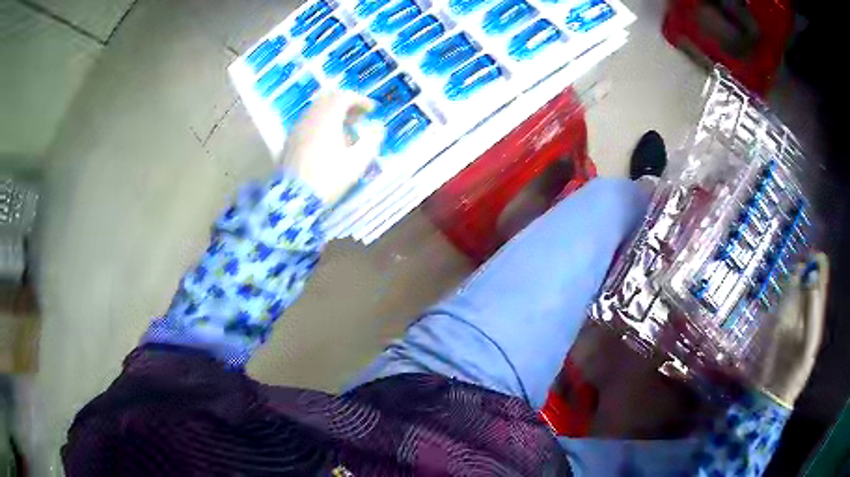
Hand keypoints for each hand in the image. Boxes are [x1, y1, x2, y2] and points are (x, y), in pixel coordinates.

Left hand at [280, 92, 383, 203]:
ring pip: (316, 111)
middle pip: (328, 100)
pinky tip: (328, 142)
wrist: (294, 199)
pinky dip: (321, 124)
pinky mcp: (289, 141)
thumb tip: (378, 129)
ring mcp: (297, 129)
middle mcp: (310, 118)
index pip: (344, 97)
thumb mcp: (356, 163)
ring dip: (333, 114)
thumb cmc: (328, 179)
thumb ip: (371, 142)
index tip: (372, 110)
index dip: (360, 100)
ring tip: (346, 131)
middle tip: (359, 117)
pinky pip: (308, 123)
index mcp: (327, 118)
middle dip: (346, 104)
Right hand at [755, 252, 828, 407]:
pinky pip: (785, 297)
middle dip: (808, 265)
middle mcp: (806, 311)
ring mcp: (792, 315)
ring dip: (797, 273)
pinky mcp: (779, 321)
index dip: (820, 267)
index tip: (815, 254)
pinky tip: (787, 275)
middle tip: (804, 253)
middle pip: (809, 280)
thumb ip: (811, 311)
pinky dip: (786, 285)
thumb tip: (810, 276)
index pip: (821, 283)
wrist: (774, 394)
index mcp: (816, 315)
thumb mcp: (808, 344)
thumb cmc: (796, 372)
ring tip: (797, 259)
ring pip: (797, 285)